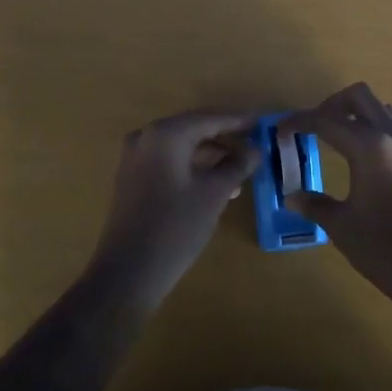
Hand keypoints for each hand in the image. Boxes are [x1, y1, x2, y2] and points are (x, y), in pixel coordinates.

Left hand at [89, 110, 259, 311]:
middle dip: (225, 138)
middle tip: (255, 143)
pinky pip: (168, 161)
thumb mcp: (214, 194)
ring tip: (241, 169)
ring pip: (181, 146)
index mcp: (166, 134)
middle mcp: (147, 137)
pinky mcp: (132, 177)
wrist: (128, 272)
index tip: (263, 122)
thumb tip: (255, 149)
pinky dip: (192, 166)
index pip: (210, 119)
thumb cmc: (175, 227)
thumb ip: (237, 165)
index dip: (239, 121)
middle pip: (194, 129)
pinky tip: (216, 183)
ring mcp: (135, 157)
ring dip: (210, 154)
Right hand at [283, 83, 391, 320]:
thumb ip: (314, 204)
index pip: (326, 120)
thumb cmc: (383, 249)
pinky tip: (372, 171)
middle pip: (360, 97)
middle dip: (332, 104)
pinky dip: (380, 140)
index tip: (282, 129)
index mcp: (370, 148)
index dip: (299, 121)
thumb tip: (291, 196)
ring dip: (359, 117)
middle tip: (315, 126)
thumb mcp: (341, 226)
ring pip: (384, 112)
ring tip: (342, 142)